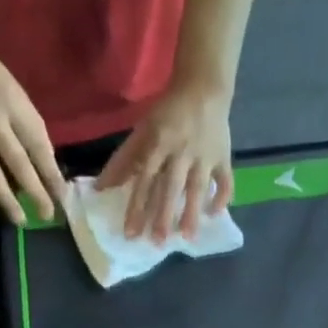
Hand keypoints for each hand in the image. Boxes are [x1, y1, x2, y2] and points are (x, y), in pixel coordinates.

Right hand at [0, 17, 67, 225]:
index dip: (52, 172)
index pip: (38, 145)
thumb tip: (41, 156)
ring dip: (7, 200)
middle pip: (19, 164)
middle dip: (36, 192)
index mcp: (13, 103)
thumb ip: (25, 119)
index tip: (63, 194)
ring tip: (20, 221)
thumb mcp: (11, 84)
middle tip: (48, 215)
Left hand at [98, 79, 234, 239]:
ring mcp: (204, 155)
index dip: (137, 206)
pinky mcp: (223, 156)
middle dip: (164, 215)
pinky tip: (214, 215)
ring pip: (198, 187)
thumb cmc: (168, 114)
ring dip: (193, 212)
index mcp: (159, 143)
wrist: (203, 84)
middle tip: (158, 242)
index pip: (145, 180)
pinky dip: (222, 197)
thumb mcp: (143, 130)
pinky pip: (225, 180)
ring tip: (188, 237)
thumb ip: (124, 160)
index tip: (131, 232)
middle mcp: (181, 151)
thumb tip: (102, 188)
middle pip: (171, 187)